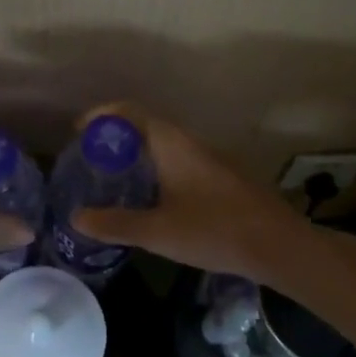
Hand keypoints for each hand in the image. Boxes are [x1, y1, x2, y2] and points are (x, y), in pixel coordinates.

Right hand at [70, 103, 303, 279]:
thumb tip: (76, 217)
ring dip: (135, 153)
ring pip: (162, 144)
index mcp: (171, 143)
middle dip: (114, 137)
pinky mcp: (218, 176)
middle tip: (89, 160)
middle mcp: (189, 142)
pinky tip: (149, 197)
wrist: (279, 245)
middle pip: (144, 125)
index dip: (101, 115)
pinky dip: (154, 167)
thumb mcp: (158, 232)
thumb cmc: (215, 230)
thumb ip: (115, 224)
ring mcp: (207, 158)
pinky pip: (176, 159)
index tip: (78, 132)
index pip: (129, 111)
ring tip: (112, 178)